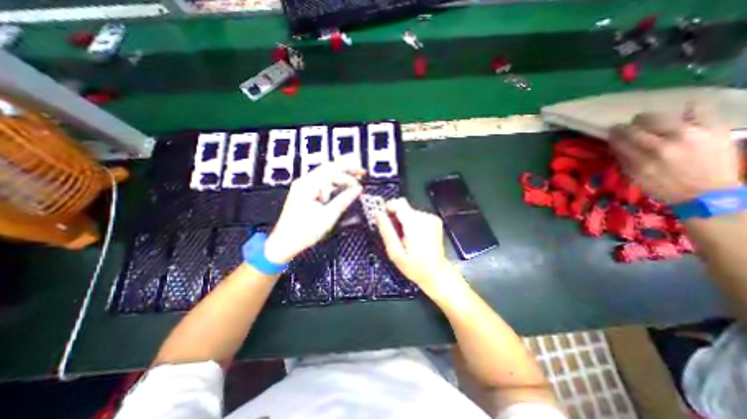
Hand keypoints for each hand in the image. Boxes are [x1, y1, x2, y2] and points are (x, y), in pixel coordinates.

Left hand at [266, 161, 364, 263]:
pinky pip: (323, 186)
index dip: (349, 169)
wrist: (284, 244)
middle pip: (329, 170)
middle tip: (361, 173)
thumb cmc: (303, 232)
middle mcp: (304, 183)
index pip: (331, 170)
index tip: (362, 174)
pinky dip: (334, 186)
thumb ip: (344, 200)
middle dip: (346, 171)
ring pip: (326, 178)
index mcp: (307, 185)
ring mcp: (304, 189)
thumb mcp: (328, 216)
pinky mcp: (306, 196)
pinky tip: (343, 187)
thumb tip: (358, 190)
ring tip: (355, 180)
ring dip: (341, 178)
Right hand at [374, 198, 461, 293]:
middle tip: (393, 233)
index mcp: (415, 224)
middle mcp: (425, 217)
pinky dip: (412, 223)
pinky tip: (412, 237)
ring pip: (409, 211)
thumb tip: (376, 213)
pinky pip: (417, 216)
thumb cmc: (414, 266)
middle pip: (404, 207)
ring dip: (403, 221)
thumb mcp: (395, 252)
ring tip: (404, 238)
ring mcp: (432, 218)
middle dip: (395, 217)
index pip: (399, 203)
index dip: (388, 208)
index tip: (383, 220)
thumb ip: (386, 230)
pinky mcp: (435, 221)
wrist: (437, 274)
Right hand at [607, 108, 740, 204]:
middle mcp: (666, 143)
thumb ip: (624, 158)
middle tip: (632, 130)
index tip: (612, 133)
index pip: (621, 138)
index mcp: (644, 158)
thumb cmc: (663, 187)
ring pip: (663, 115)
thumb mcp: (635, 176)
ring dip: (652, 120)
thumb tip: (615, 142)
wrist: (708, 193)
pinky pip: (700, 110)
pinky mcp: (715, 128)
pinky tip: (683, 117)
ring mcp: (693, 133)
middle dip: (631, 125)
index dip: (614, 133)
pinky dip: (688, 111)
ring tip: (654, 126)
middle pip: (640, 122)